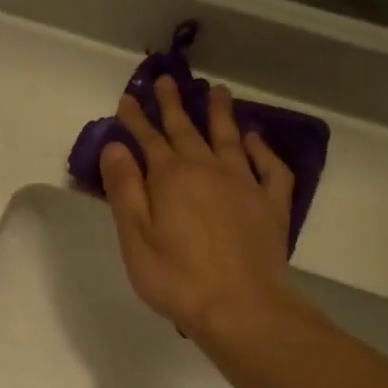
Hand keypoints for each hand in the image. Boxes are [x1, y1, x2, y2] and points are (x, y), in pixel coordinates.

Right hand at [100, 77, 297, 339]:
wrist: (241, 307)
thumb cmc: (177, 278)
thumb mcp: (135, 238)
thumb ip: (125, 190)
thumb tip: (116, 147)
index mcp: (171, 178)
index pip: (150, 140)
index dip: (137, 119)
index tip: (128, 98)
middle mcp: (209, 171)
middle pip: (188, 131)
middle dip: (174, 105)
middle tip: (167, 80)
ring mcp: (245, 185)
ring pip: (230, 139)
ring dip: (220, 114)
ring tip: (216, 91)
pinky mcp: (271, 205)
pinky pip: (269, 168)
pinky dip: (262, 150)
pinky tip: (255, 140)